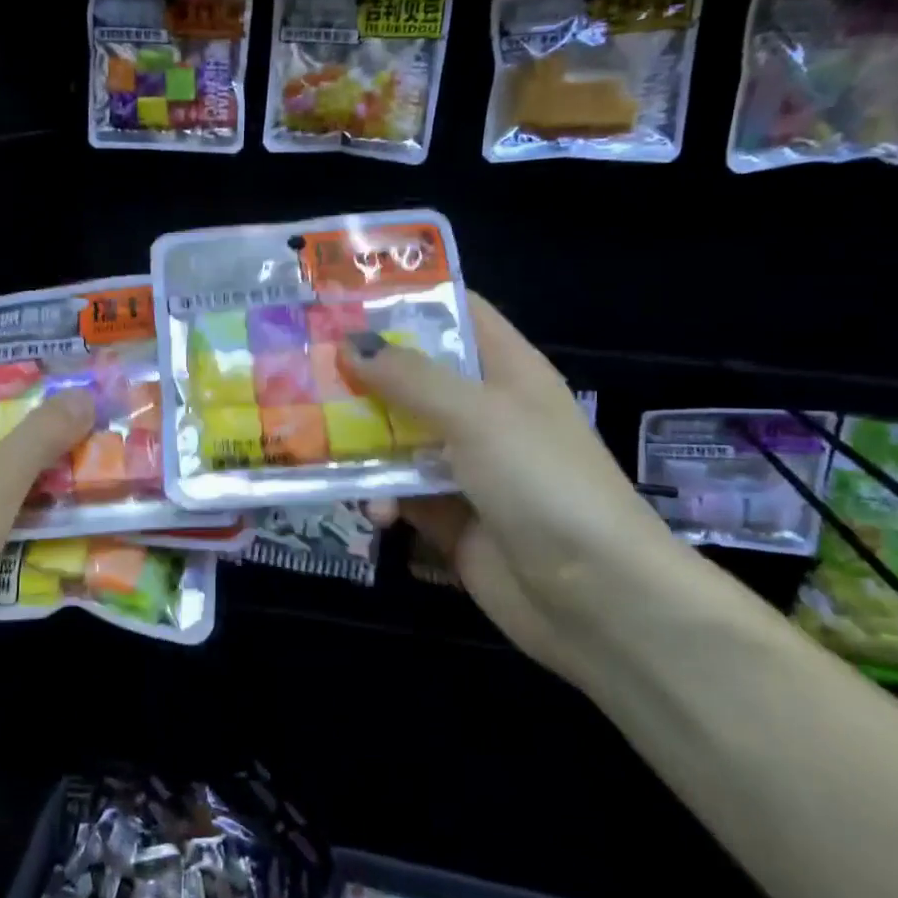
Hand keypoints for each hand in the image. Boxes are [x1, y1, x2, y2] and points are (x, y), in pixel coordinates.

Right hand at [350, 292, 679, 682]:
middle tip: (302, 367)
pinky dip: (380, 497)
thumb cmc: (543, 483)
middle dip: (362, 373)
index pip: (457, 314)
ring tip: (320, 445)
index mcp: (506, 371)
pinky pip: (398, 491)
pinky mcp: (448, 514)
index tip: (343, 298)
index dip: (407, 300)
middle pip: (413, 376)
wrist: (596, 599)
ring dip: (361, 442)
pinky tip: (374, 513)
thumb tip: (350, 344)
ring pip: (396, 436)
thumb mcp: (477, 416)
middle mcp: (484, 411)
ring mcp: (465, 465)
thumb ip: (410, 378)